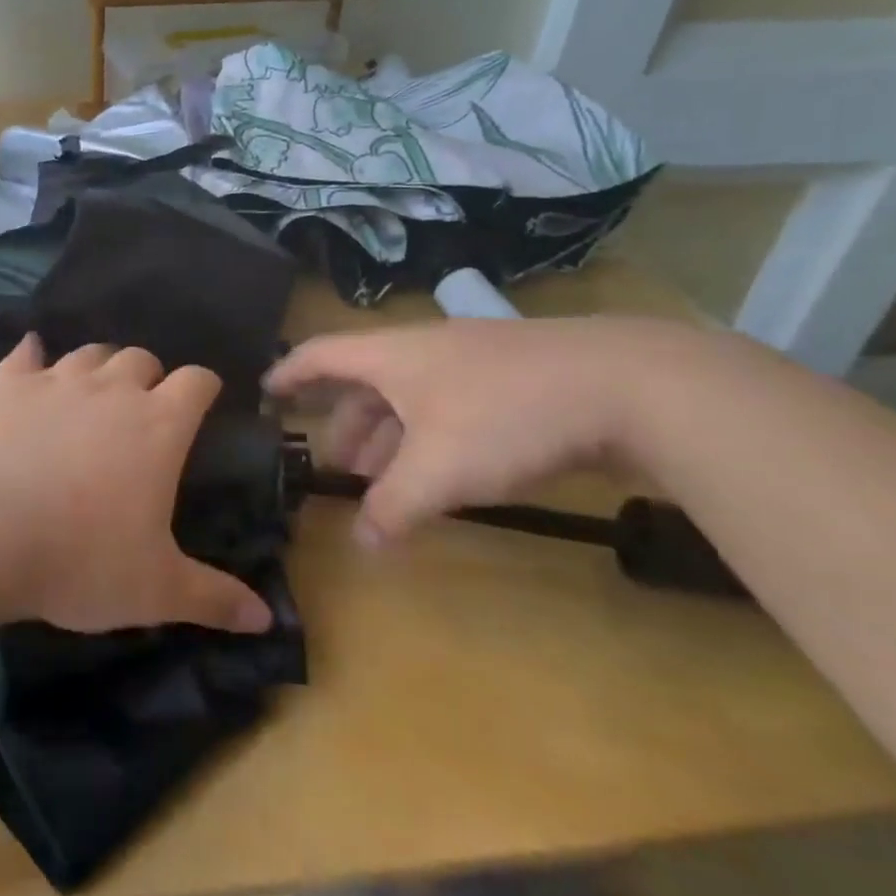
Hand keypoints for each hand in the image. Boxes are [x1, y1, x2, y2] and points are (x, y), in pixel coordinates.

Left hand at [0, 335, 272, 634]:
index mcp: (158, 426)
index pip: (197, 382)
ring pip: (88, 353)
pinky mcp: (3, 382)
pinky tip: (30, 359)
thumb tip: (266, 619)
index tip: (204, 398)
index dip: (205, 386)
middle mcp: (110, 390)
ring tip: (92, 389)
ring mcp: (54, 380)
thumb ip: (212, 599)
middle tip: (142, 406)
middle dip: (149, 375)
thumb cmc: (77, 559)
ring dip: (98, 366)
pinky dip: (32, 355)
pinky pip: (25, 354)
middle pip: (141, 358)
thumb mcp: (153, 590)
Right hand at [266, 317, 687, 546]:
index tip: (265, 393)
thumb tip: (363, 545)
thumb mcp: (438, 470)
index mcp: (392, 356)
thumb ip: (392, 507)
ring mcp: (472, 361)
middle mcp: (424, 350)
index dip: (289, 373)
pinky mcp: (514, 377)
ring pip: (410, 396)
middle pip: (366, 382)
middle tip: (338, 468)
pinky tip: (445, 471)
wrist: (631, 384)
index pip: (321, 354)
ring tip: (385, 480)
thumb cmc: (508, 416)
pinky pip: (449, 404)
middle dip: (345, 424)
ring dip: (389, 436)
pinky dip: (429, 436)